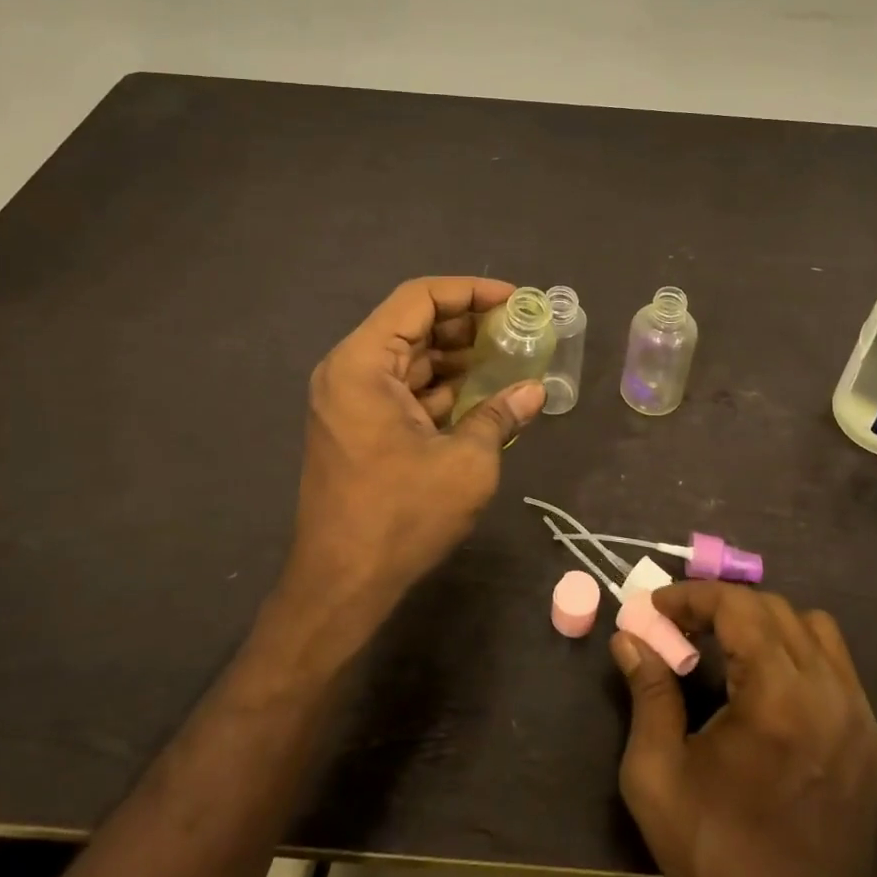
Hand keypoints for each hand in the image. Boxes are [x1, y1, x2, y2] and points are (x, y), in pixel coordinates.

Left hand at [289, 276, 544, 604]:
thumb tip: (535, 391)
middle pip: (413, 325)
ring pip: (410, 358)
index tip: (513, 299)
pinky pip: (403, 389)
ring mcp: (350, 401)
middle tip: (517, 329)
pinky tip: (481, 394)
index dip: (469, 291)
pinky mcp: (358, 427)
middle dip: (467, 324)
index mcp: (363, 364)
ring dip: (456, 356)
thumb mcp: (465, 462)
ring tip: (508, 358)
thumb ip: (500, 415)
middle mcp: (349, 371)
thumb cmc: (401, 516)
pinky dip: (440, 386)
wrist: (341, 585)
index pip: (418, 299)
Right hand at [612, 583, 876, 876]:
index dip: (692, 596)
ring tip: (728, 650)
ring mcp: (859, 716)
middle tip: (682, 628)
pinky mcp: (873, 740)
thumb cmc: (717, 856)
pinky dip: (797, 654)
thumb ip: (647, 693)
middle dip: (722, 606)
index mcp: (777, 697)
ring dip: (765, 624)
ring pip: (813, 628)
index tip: (656, 607)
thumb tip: (629, 638)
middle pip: (774, 608)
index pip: (737, 606)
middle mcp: (828, 692)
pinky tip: (768, 688)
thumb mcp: (657, 776)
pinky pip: (836, 666)